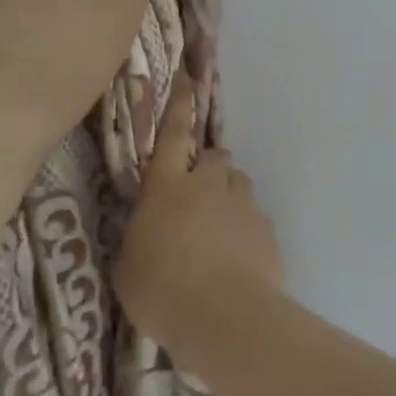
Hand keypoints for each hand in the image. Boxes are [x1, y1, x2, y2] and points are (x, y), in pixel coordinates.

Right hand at [114, 76, 284, 347]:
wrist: (224, 318)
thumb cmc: (161, 292)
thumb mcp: (128, 267)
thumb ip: (139, 238)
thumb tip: (149, 232)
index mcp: (166, 187)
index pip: (171, 135)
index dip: (178, 105)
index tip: (188, 77)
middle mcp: (207, 184)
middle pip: (213, 156)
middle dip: (206, 168)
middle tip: (195, 199)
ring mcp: (242, 204)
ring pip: (237, 183)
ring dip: (228, 195)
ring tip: (218, 231)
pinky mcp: (267, 229)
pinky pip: (254, 216)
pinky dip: (246, 229)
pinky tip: (239, 260)